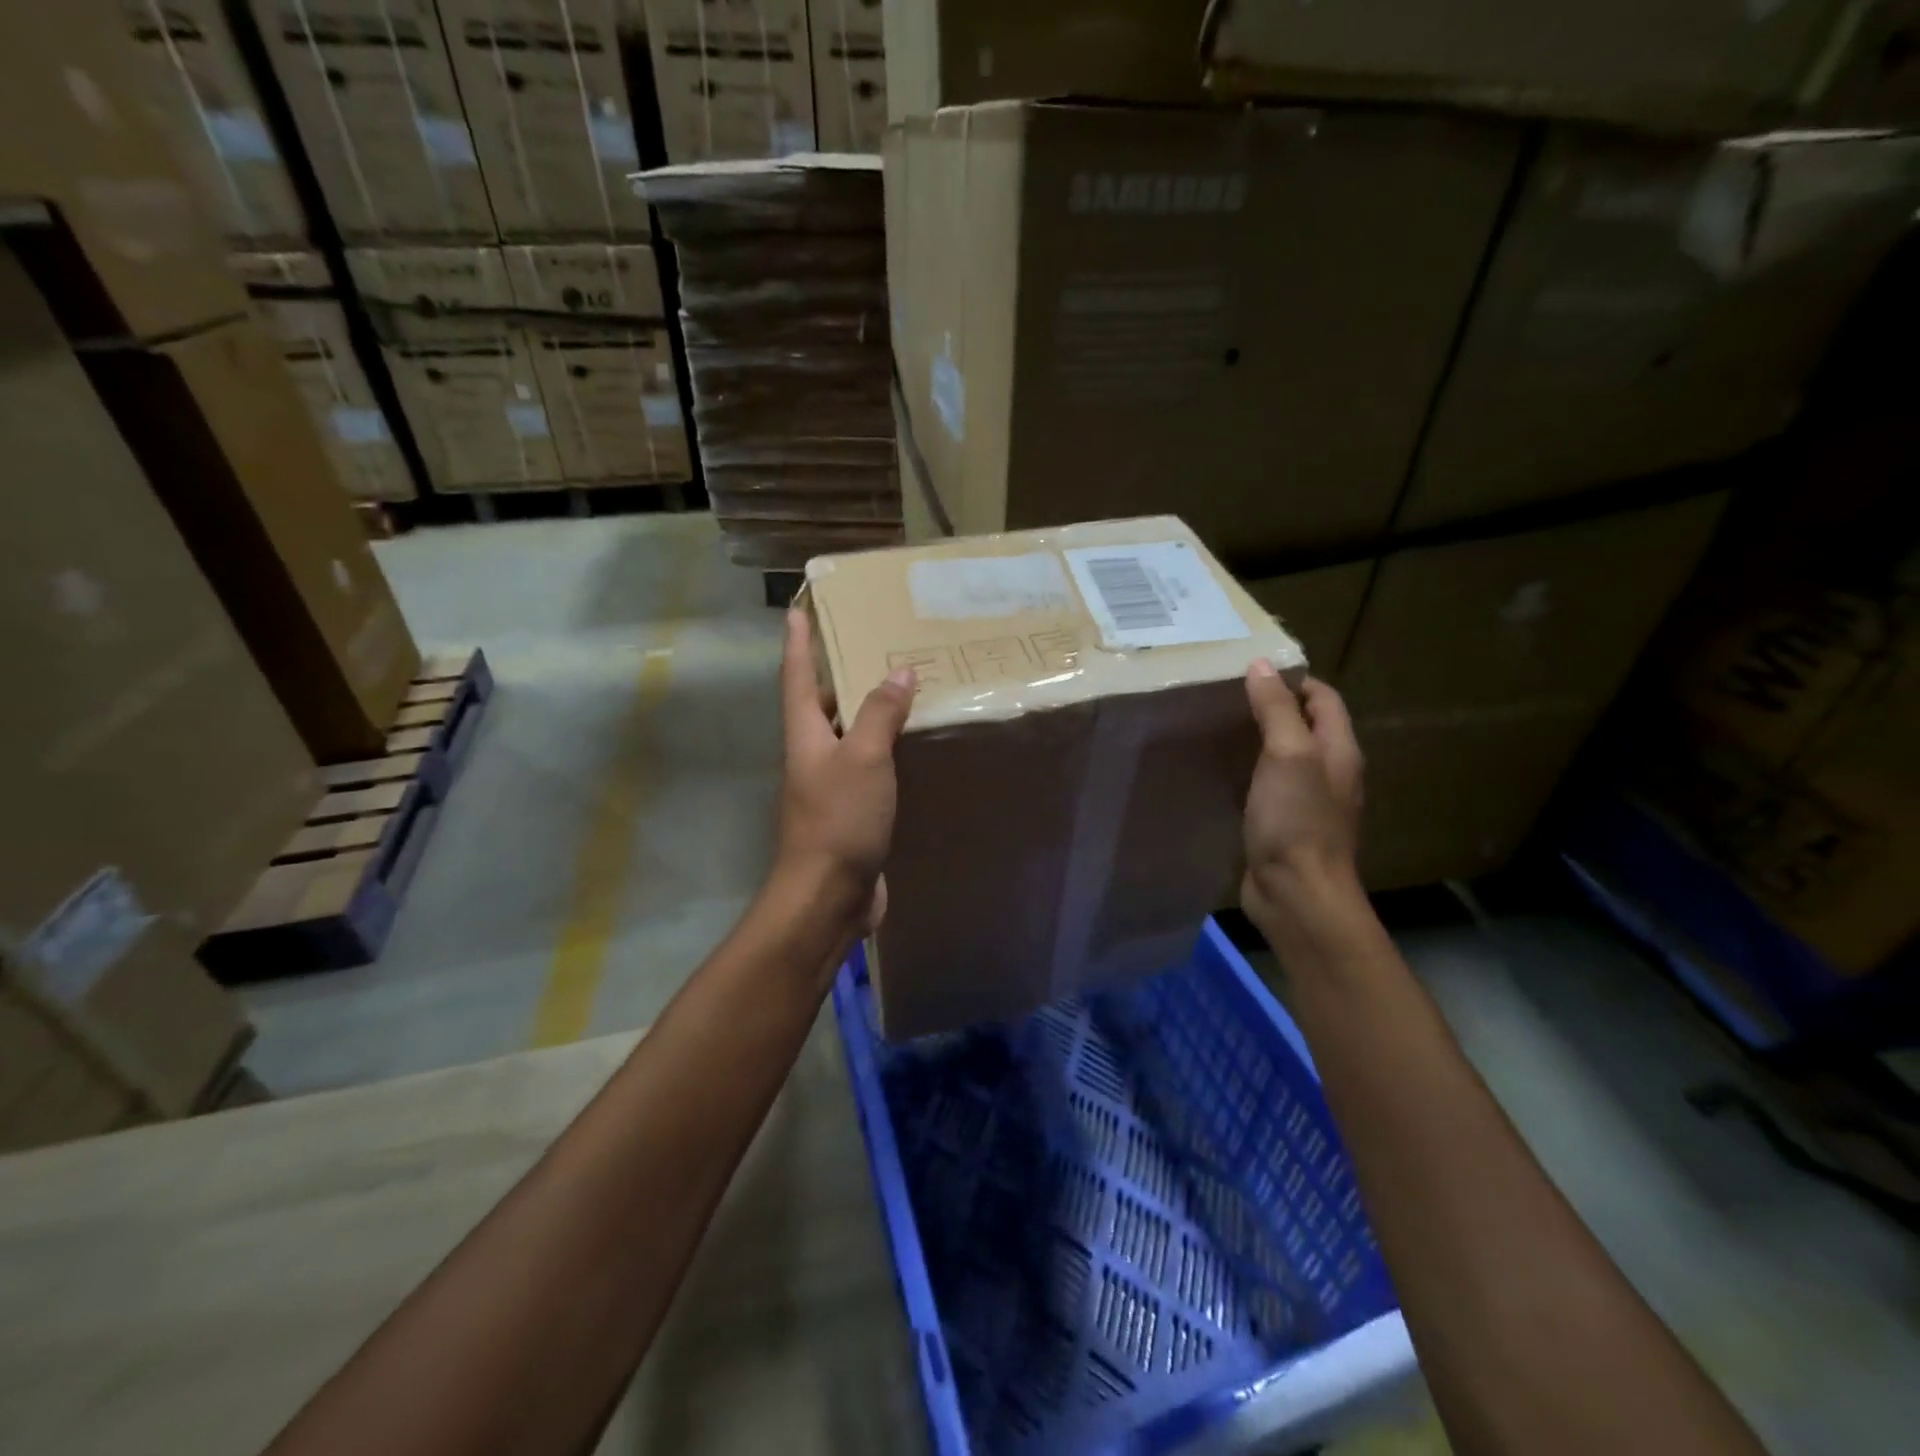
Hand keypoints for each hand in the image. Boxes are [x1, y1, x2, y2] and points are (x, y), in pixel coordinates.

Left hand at [774, 608, 915, 931]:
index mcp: (806, 734)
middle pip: (822, 703)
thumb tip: (898, 671)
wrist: (828, 895)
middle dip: (840, 673)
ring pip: (849, 736)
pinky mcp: (852, 812)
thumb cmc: (839, 819)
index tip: (797, 609)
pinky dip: (887, 750)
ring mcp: (830, 786)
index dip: (799, 642)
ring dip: (869, 712)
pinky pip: (870, 768)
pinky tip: (912, 747)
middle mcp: (813, 754)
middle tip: (873, 644)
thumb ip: (879, 713)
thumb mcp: (863, 758)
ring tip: (902, 688)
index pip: (798, 676)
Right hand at [1242, 664, 1366, 934]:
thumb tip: (1261, 664)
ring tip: (1217, 728)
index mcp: (1339, 750)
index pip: (1323, 698)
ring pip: (1286, 759)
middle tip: (1225, 697)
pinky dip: (1249, 774)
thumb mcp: (1286, 754)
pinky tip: (1222, 774)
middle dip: (1272, 708)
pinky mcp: (1286, 827)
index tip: (1250, 674)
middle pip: (1305, 727)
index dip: (1293, 680)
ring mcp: (1309, 803)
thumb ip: (1275, 709)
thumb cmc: (1297, 819)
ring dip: (1258, 742)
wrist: (1297, 893)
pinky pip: (1269, 788)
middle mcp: (1330, 773)